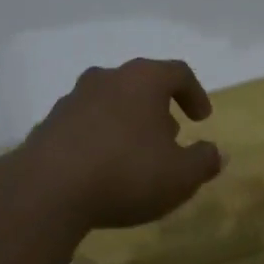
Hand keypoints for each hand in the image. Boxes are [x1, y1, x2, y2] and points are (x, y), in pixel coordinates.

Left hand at [13, 59, 224, 230]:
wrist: (46, 190)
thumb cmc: (126, 174)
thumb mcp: (180, 176)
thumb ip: (204, 161)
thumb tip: (217, 152)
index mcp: (142, 80)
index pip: (177, 72)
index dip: (194, 93)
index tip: (202, 119)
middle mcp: (106, 78)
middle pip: (140, 84)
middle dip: (158, 109)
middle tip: (169, 137)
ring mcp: (73, 99)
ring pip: (110, 102)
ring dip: (127, 122)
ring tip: (135, 155)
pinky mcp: (48, 124)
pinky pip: (84, 124)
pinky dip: (99, 138)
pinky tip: (102, 168)